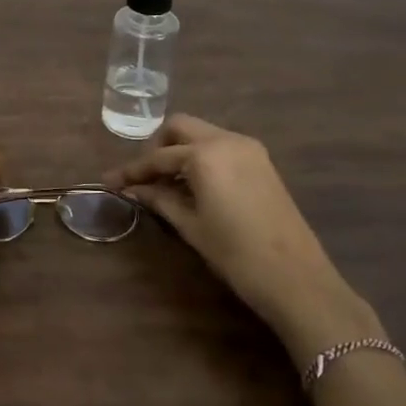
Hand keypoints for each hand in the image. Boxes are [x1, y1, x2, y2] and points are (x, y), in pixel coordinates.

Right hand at [106, 115, 384, 362]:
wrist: (296, 278)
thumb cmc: (235, 253)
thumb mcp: (190, 225)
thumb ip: (160, 199)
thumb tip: (134, 189)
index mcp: (205, 154)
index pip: (157, 157)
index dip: (131, 171)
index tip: (109, 182)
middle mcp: (227, 140)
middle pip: (180, 128)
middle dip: (156, 148)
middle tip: (142, 177)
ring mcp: (249, 149)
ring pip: (202, 135)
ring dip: (179, 151)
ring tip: (163, 184)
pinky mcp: (262, 163)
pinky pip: (221, 147)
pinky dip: (201, 157)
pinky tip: (192, 185)